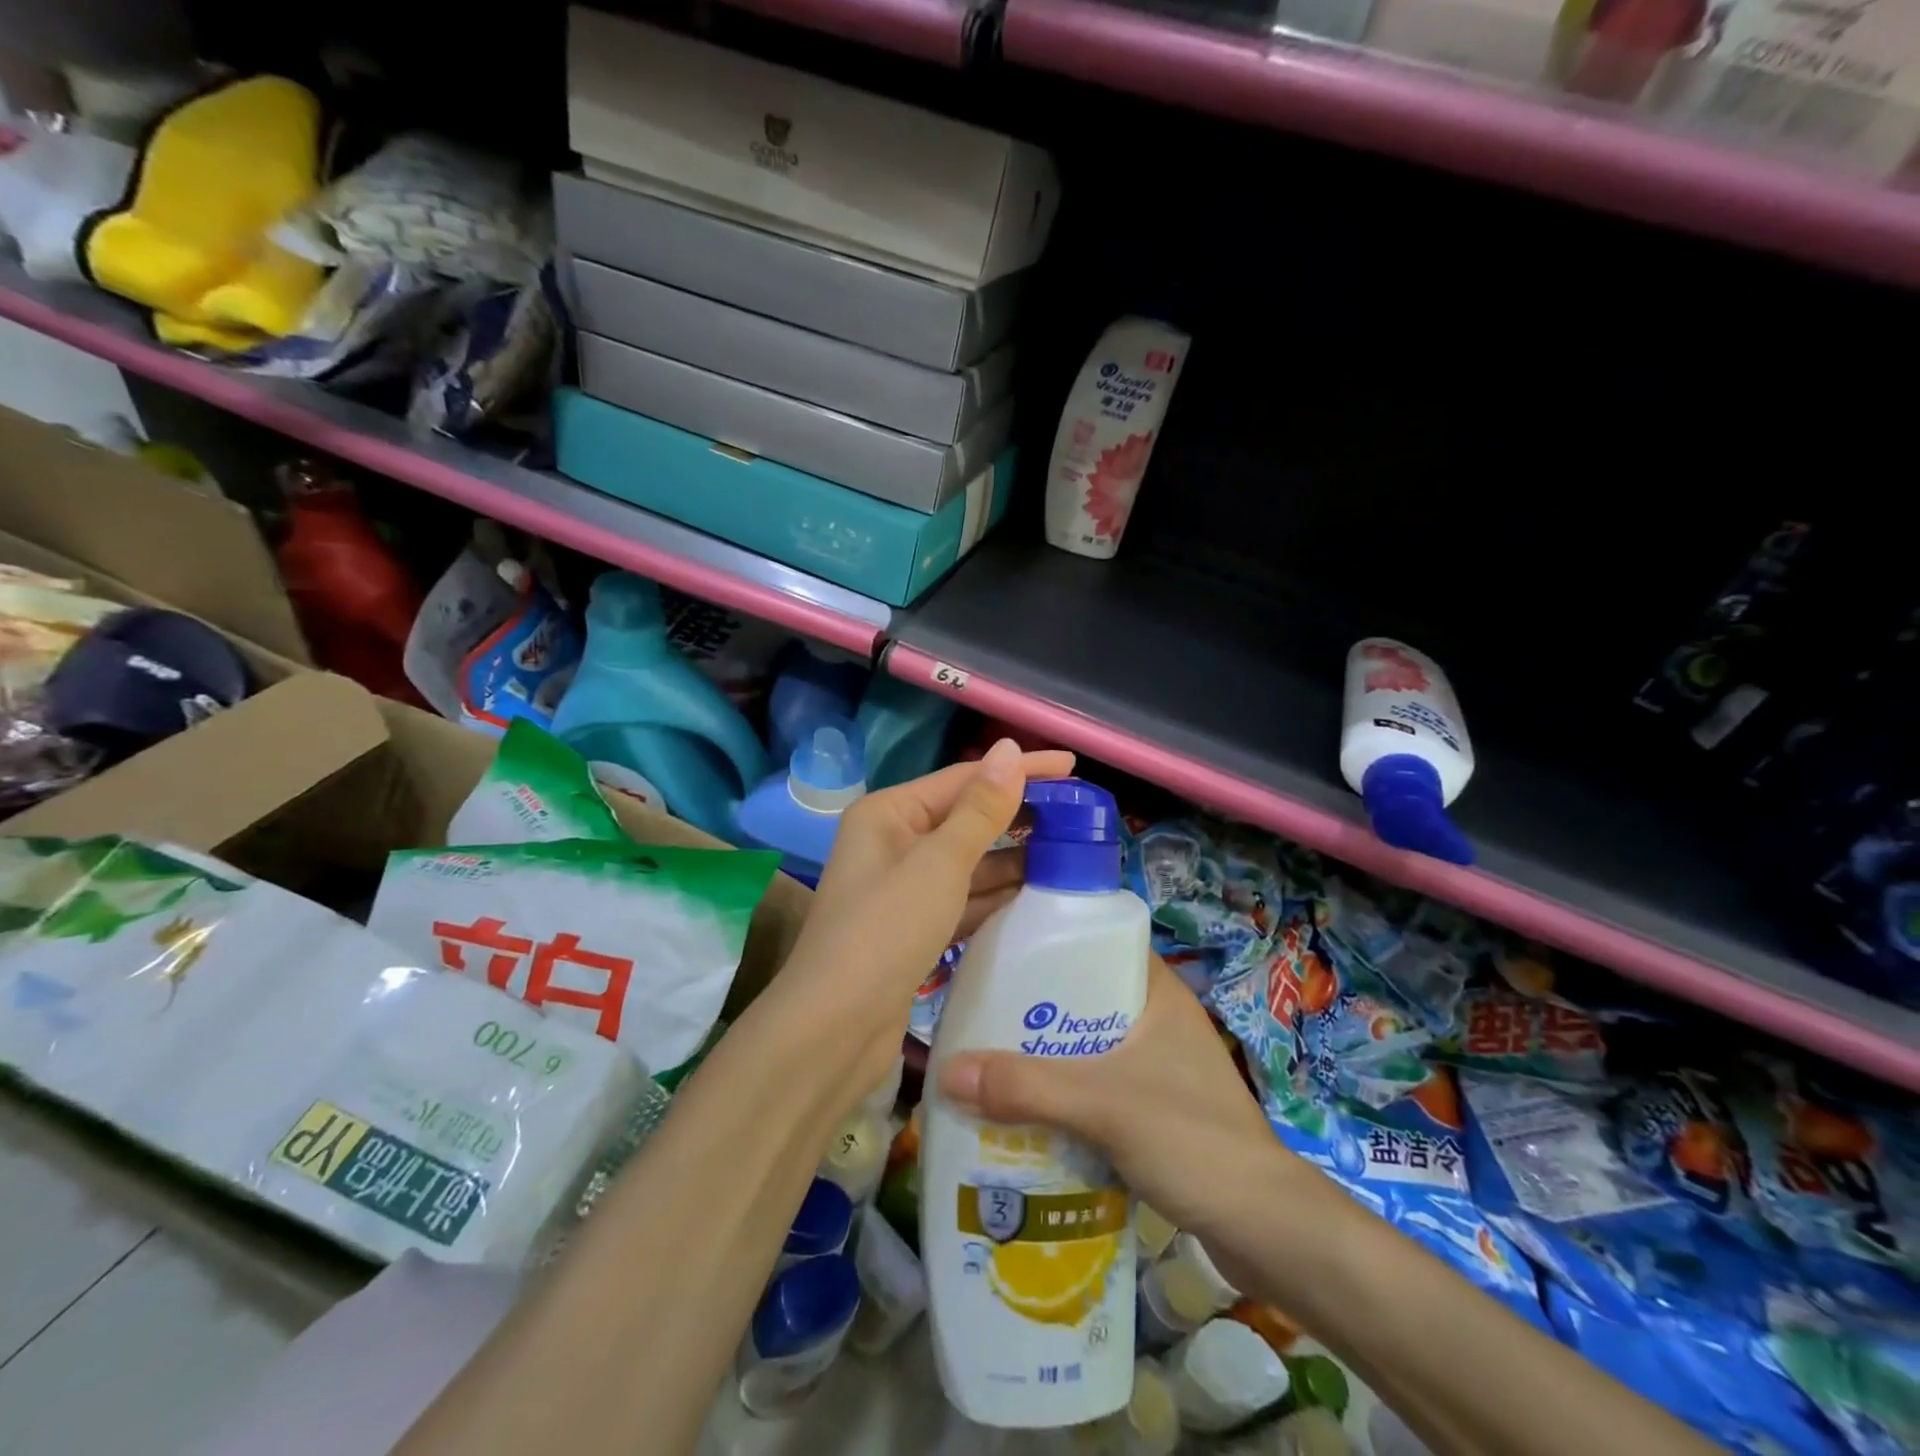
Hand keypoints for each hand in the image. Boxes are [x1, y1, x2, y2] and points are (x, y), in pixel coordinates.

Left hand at [775, 738, 1075, 1112]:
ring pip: (968, 862)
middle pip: (966, 818)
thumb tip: (1009, 748)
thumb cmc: (885, 931)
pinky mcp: (914, 927)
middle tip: (1077, 814)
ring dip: (1012, 857)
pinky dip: (996, 896)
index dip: (1018, 771)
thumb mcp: (939, 864)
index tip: (1072, 766)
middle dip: (1017, 816)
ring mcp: (903, 887)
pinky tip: (1036, 894)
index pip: (963, 779)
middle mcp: (892, 842)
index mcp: (888, 813)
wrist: (835, 1030)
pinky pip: (964, 898)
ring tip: (1070, 852)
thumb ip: (980, 809)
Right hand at [937, 952, 1287, 1247]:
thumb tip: (946, 1070)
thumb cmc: (1193, 1140)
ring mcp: (1158, 1065)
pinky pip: (1095, 1084)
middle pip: (1083, 996)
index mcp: (1156, 991)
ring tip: (990, 1059)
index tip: (999, 949)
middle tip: (980, 1012)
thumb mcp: (1104, 1105)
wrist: (1267, 1231)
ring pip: (1086, 1043)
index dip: (1050, 938)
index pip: (1097, 940)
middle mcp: (1157, 1018)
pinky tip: (1026, 1108)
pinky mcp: (1154, 1108)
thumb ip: (1029, 1088)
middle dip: (1034, 1006)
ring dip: (1045, 1054)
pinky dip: (1062, 1091)